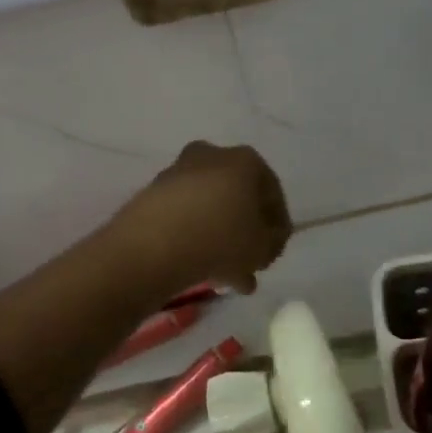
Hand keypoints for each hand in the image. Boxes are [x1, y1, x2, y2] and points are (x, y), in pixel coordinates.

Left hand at [106, 142, 290, 296]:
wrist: (153, 245)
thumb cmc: (222, 239)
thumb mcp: (264, 247)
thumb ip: (274, 242)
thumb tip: (267, 241)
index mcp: (246, 160)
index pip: (272, 193)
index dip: (278, 226)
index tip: (275, 251)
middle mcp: (212, 156)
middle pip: (239, 198)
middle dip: (247, 232)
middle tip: (252, 262)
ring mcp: (179, 173)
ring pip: (211, 210)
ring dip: (222, 240)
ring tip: (229, 277)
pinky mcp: (153, 193)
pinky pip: (186, 217)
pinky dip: (197, 238)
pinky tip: (204, 270)